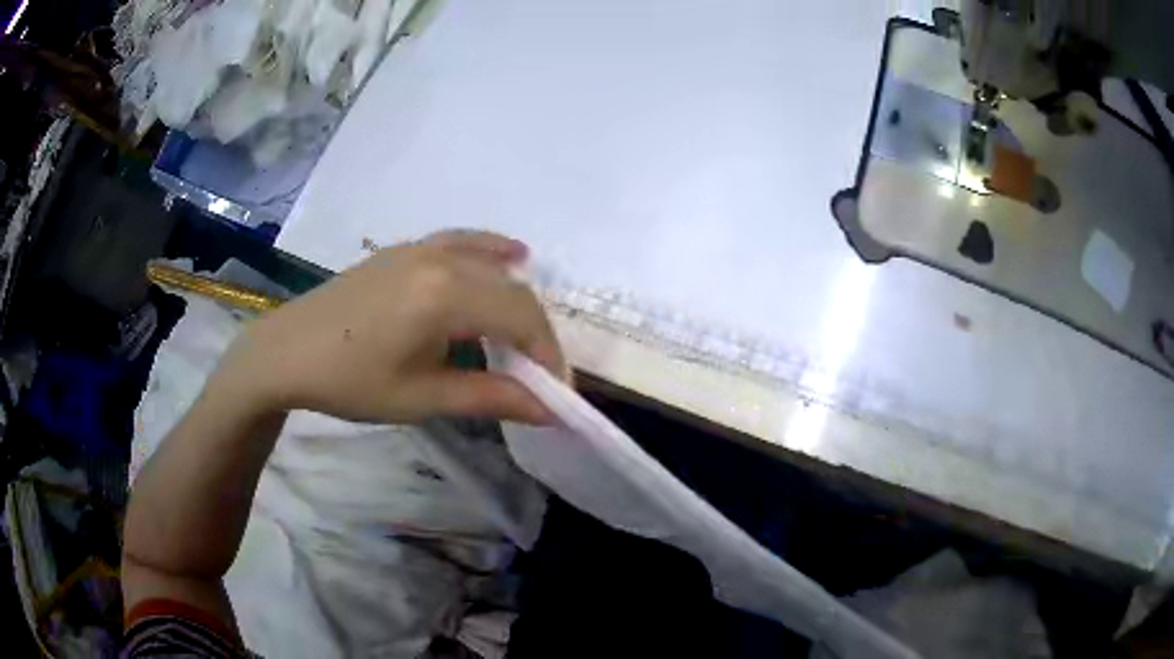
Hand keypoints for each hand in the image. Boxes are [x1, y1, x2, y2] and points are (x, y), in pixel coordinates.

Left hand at [213, 230, 564, 424]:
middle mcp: (440, 260)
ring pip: (490, 266)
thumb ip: (490, 398)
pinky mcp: (404, 249)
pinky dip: (491, 252)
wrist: (286, 352)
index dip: (549, 353)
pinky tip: (511, 255)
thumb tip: (549, 410)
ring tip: (523, 337)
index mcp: (444, 295)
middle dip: (536, 333)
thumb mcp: (421, 397)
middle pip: (511, 290)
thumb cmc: (350, 381)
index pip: (521, 316)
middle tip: (539, 374)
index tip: (557, 391)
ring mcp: (420, 248)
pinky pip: (461, 243)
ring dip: (515, 299)